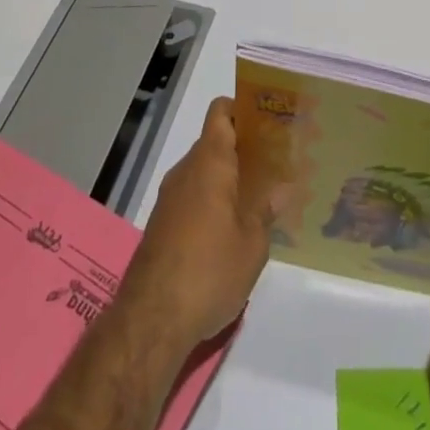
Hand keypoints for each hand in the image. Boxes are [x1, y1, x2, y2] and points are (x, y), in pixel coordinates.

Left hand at [118, 98, 273, 349]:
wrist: (150, 321)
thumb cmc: (209, 271)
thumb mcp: (252, 244)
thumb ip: (266, 211)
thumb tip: (279, 189)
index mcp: (210, 162)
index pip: (221, 113)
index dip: (242, 108)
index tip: (268, 120)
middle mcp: (186, 171)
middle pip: (214, 143)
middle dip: (243, 149)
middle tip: (275, 163)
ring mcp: (169, 198)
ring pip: (203, 172)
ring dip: (227, 179)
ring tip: (260, 197)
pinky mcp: (161, 225)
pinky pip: (192, 197)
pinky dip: (212, 202)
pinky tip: (232, 228)